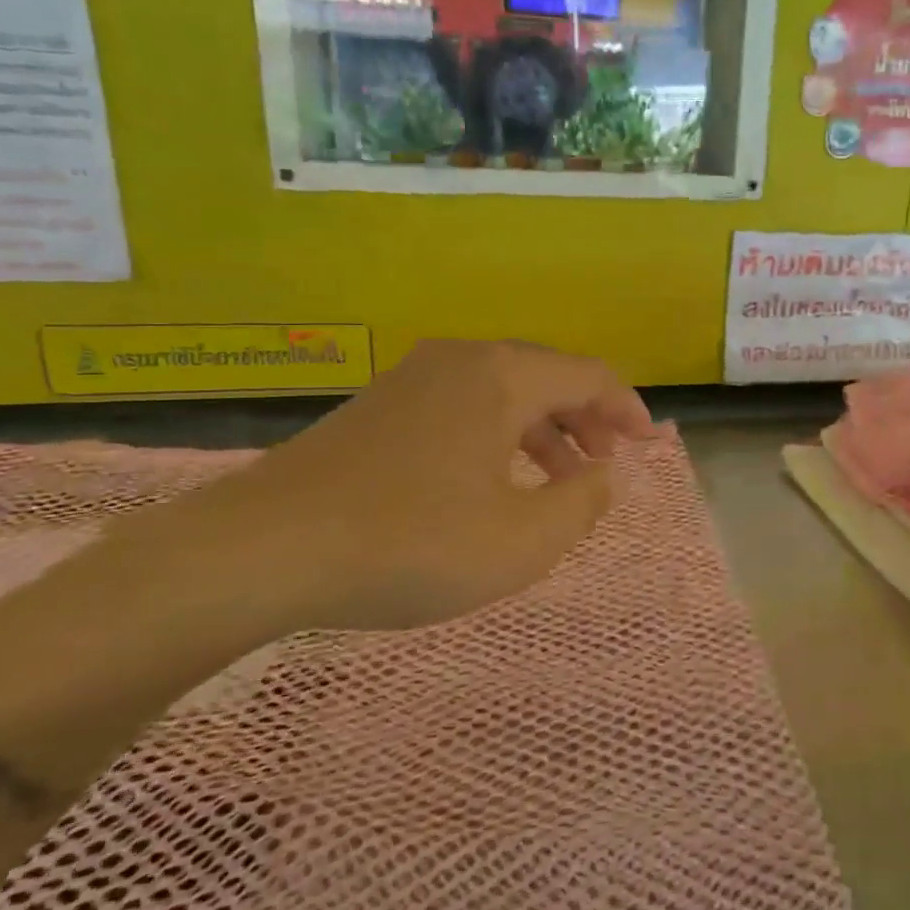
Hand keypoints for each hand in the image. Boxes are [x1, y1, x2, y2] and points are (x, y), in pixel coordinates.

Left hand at [181, 339, 652, 630]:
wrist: (262, 549)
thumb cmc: (409, 543)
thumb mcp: (521, 541)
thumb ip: (581, 503)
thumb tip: (602, 475)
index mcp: (502, 376)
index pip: (589, 374)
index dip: (627, 409)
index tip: (647, 447)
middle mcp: (462, 359)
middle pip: (546, 375)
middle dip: (586, 418)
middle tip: (605, 464)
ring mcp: (414, 378)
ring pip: (502, 391)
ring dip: (542, 429)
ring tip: (557, 479)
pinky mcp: (379, 405)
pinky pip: (463, 405)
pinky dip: (497, 434)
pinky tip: (490, 480)